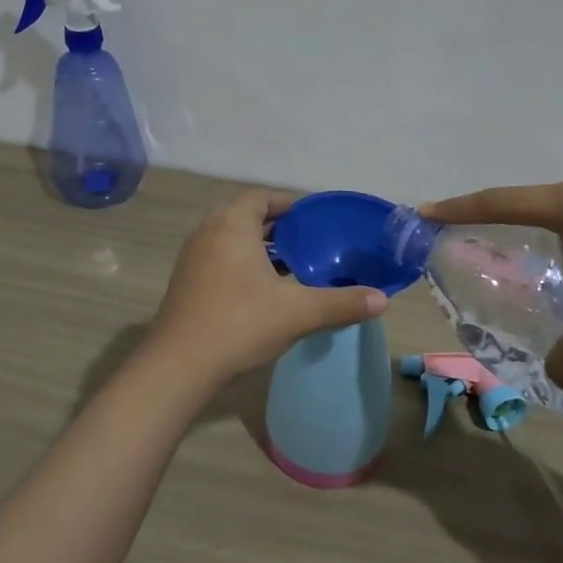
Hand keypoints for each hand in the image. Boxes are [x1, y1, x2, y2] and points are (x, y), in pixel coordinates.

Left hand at [150, 190, 388, 382]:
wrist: (180, 364)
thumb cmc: (240, 323)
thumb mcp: (299, 312)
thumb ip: (342, 303)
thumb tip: (382, 300)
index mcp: (232, 225)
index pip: (260, 198)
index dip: (286, 203)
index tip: (310, 218)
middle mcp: (208, 233)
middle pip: (243, 216)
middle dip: (273, 226)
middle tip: (304, 242)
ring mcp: (191, 258)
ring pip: (228, 239)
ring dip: (255, 247)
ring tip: (287, 266)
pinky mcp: (184, 283)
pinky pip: (217, 259)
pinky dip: (238, 264)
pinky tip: (259, 291)